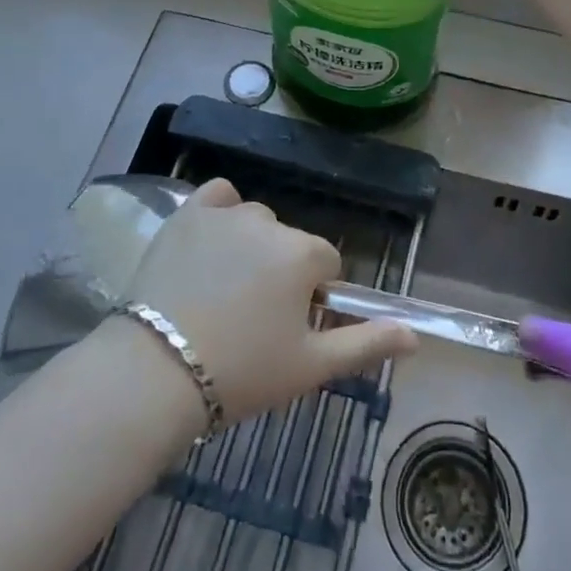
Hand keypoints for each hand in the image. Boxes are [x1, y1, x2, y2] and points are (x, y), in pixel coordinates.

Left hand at [125, 179, 416, 423]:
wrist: (156, 373)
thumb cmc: (242, 372)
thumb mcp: (311, 366)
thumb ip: (367, 344)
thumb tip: (415, 336)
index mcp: (303, 253)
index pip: (325, 265)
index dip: (311, 298)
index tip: (286, 329)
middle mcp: (270, 223)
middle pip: (290, 243)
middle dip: (281, 273)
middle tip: (251, 319)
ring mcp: (225, 214)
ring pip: (255, 223)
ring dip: (251, 246)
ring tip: (222, 291)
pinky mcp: (187, 214)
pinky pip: (218, 197)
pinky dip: (221, 212)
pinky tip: (210, 242)